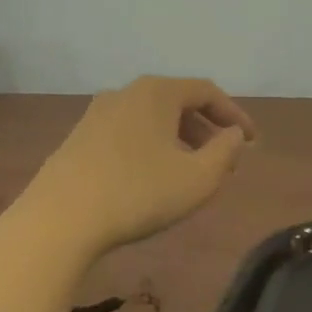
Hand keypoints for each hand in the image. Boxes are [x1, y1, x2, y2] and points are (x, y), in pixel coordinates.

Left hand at [26, 76, 256, 257]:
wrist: (60, 219)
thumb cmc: (138, 193)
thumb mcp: (198, 178)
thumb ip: (226, 152)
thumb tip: (234, 135)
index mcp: (156, 92)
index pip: (206, 91)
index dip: (234, 114)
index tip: (252, 141)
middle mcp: (124, 93)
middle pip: (177, 102)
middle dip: (206, 129)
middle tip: (224, 160)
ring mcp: (96, 115)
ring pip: (150, 119)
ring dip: (178, 140)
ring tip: (191, 172)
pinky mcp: (78, 140)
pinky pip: (127, 134)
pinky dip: (151, 148)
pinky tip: (153, 179)